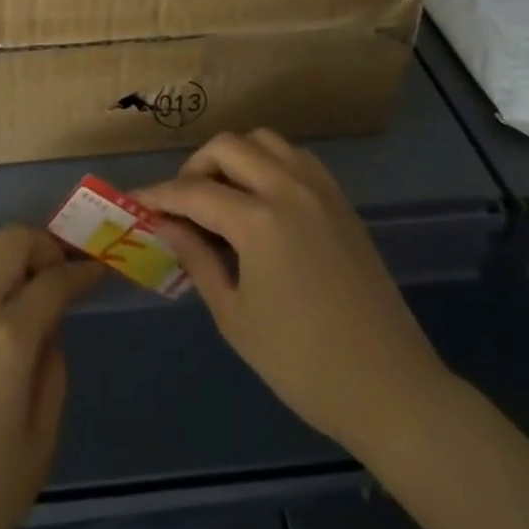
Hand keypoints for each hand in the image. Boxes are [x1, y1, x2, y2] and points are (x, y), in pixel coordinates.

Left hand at [0, 227, 105, 528]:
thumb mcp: (36, 453)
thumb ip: (52, 380)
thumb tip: (48, 335)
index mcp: (10, 340)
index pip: (55, 281)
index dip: (81, 272)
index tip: (95, 272)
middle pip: (11, 240)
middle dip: (42, 245)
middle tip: (55, 271)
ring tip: (11, 278)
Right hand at [137, 130, 448, 456]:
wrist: (391, 388)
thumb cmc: (304, 364)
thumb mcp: (236, 318)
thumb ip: (198, 260)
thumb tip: (168, 225)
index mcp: (258, 220)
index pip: (193, 192)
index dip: (159, 195)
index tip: (136, 201)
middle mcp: (287, 188)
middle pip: (227, 147)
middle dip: (195, 167)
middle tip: (182, 203)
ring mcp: (318, 188)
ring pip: (263, 141)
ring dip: (234, 157)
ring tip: (222, 196)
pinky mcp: (339, 199)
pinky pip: (294, 156)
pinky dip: (268, 163)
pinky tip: (262, 200)